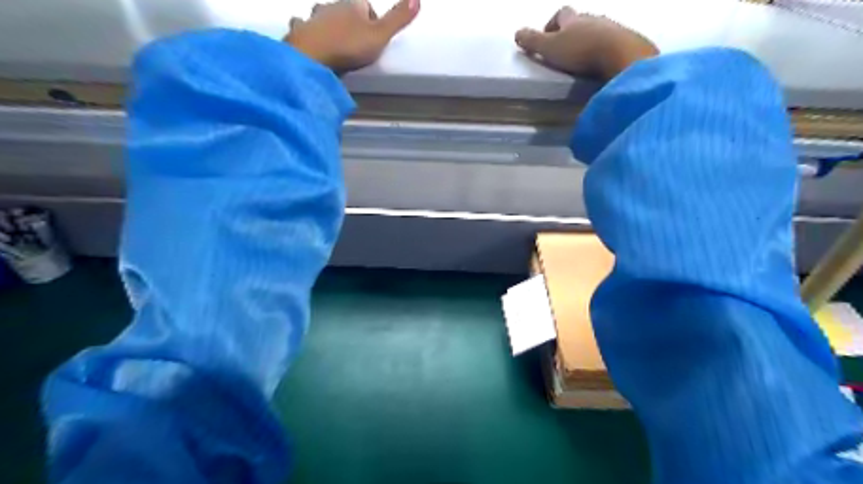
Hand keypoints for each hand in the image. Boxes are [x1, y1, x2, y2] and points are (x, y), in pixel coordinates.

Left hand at [286, 0, 421, 72]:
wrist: (313, 57)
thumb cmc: (349, 46)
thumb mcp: (381, 35)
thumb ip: (398, 18)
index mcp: (353, 5)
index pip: (367, 6)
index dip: (373, 20)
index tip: (375, 36)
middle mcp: (332, 6)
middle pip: (345, 10)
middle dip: (351, 21)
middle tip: (357, 41)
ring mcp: (314, 18)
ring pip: (323, 15)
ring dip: (330, 25)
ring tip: (336, 41)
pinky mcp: (300, 32)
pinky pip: (304, 26)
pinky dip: (309, 32)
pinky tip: (312, 40)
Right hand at [515, 5, 658, 81]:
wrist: (620, 55)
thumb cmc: (580, 51)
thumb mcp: (549, 48)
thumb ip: (532, 41)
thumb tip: (517, 33)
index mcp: (573, 19)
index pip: (561, 14)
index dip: (552, 24)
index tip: (546, 37)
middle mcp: (594, 19)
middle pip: (580, 22)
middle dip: (571, 33)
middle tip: (563, 50)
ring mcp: (612, 29)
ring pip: (597, 32)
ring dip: (589, 42)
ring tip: (582, 60)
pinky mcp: (627, 42)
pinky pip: (612, 44)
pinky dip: (604, 52)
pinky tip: (600, 65)